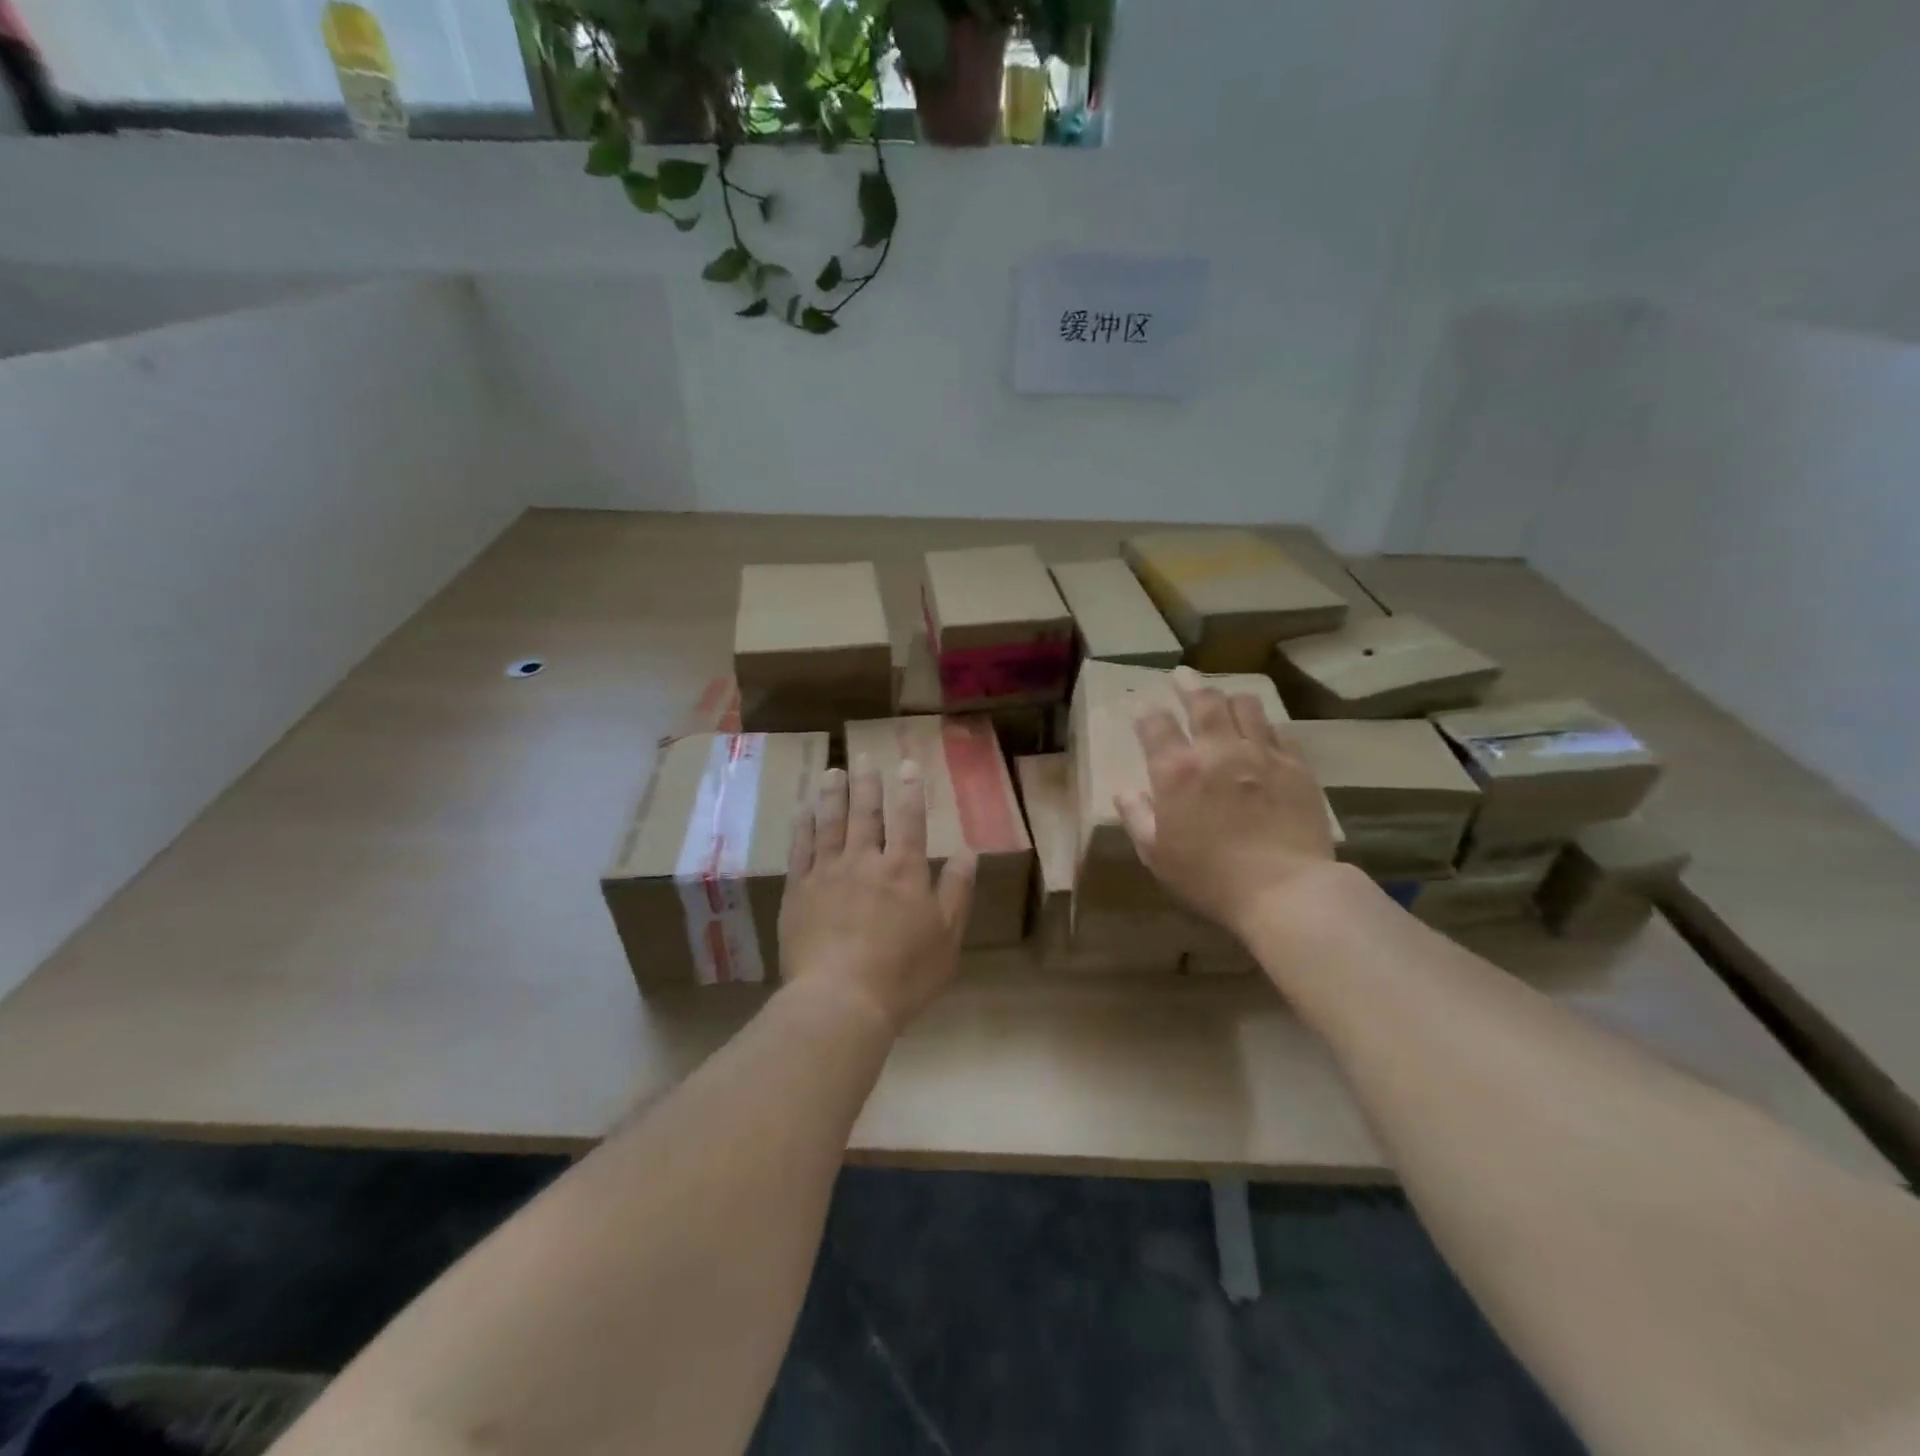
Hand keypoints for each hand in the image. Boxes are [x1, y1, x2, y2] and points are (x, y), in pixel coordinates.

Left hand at [779, 758, 976, 1033]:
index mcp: (904, 871)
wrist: (841, 1000)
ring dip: (833, 794)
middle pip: (866, 814)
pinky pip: (800, 849)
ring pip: (831, 823)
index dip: (910, 790)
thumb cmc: (903, 974)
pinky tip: (804, 810)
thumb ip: (957, 890)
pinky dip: (803, 826)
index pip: (909, 820)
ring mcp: (827, 873)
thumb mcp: (947, 936)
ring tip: (834, 771)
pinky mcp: (798, 891)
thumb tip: (969, 850)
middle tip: (864, 757)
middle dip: (868, 783)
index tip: (907, 765)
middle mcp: (865, 861)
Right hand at [1117, 667, 1336, 935]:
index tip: (1143, 710)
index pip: (1155, 724)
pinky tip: (1262, 733)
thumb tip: (1125, 791)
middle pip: (1203, 701)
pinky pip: (1280, 731)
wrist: (1286, 890)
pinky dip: (1265, 726)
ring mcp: (1261, 754)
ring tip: (1224, 699)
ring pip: (1246, 706)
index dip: (1146, 714)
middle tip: (1182, 675)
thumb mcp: (1157, 855)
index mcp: (1177, 771)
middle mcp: (1218, 751)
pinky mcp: (1296, 766)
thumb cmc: (1210, 878)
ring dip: (1229, 698)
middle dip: (1188, 684)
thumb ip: (1137, 817)